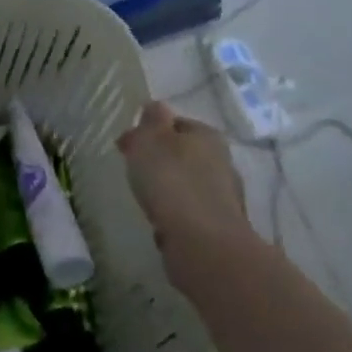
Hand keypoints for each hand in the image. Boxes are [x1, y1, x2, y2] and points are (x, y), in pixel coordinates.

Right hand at [118, 102, 257, 295]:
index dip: (150, 130)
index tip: (127, 145)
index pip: (177, 123)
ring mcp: (224, 198)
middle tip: (134, 171)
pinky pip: (191, 214)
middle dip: (161, 160)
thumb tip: (156, 107)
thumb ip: (152, 119)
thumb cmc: (171, 180)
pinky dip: (176, 216)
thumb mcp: (151, 138)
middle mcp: (222, 163)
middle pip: (185, 154)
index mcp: (207, 136)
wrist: (203, 244)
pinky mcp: (220, 229)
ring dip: (170, 190)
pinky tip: (161, 224)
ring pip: (188, 185)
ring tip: (145, 199)